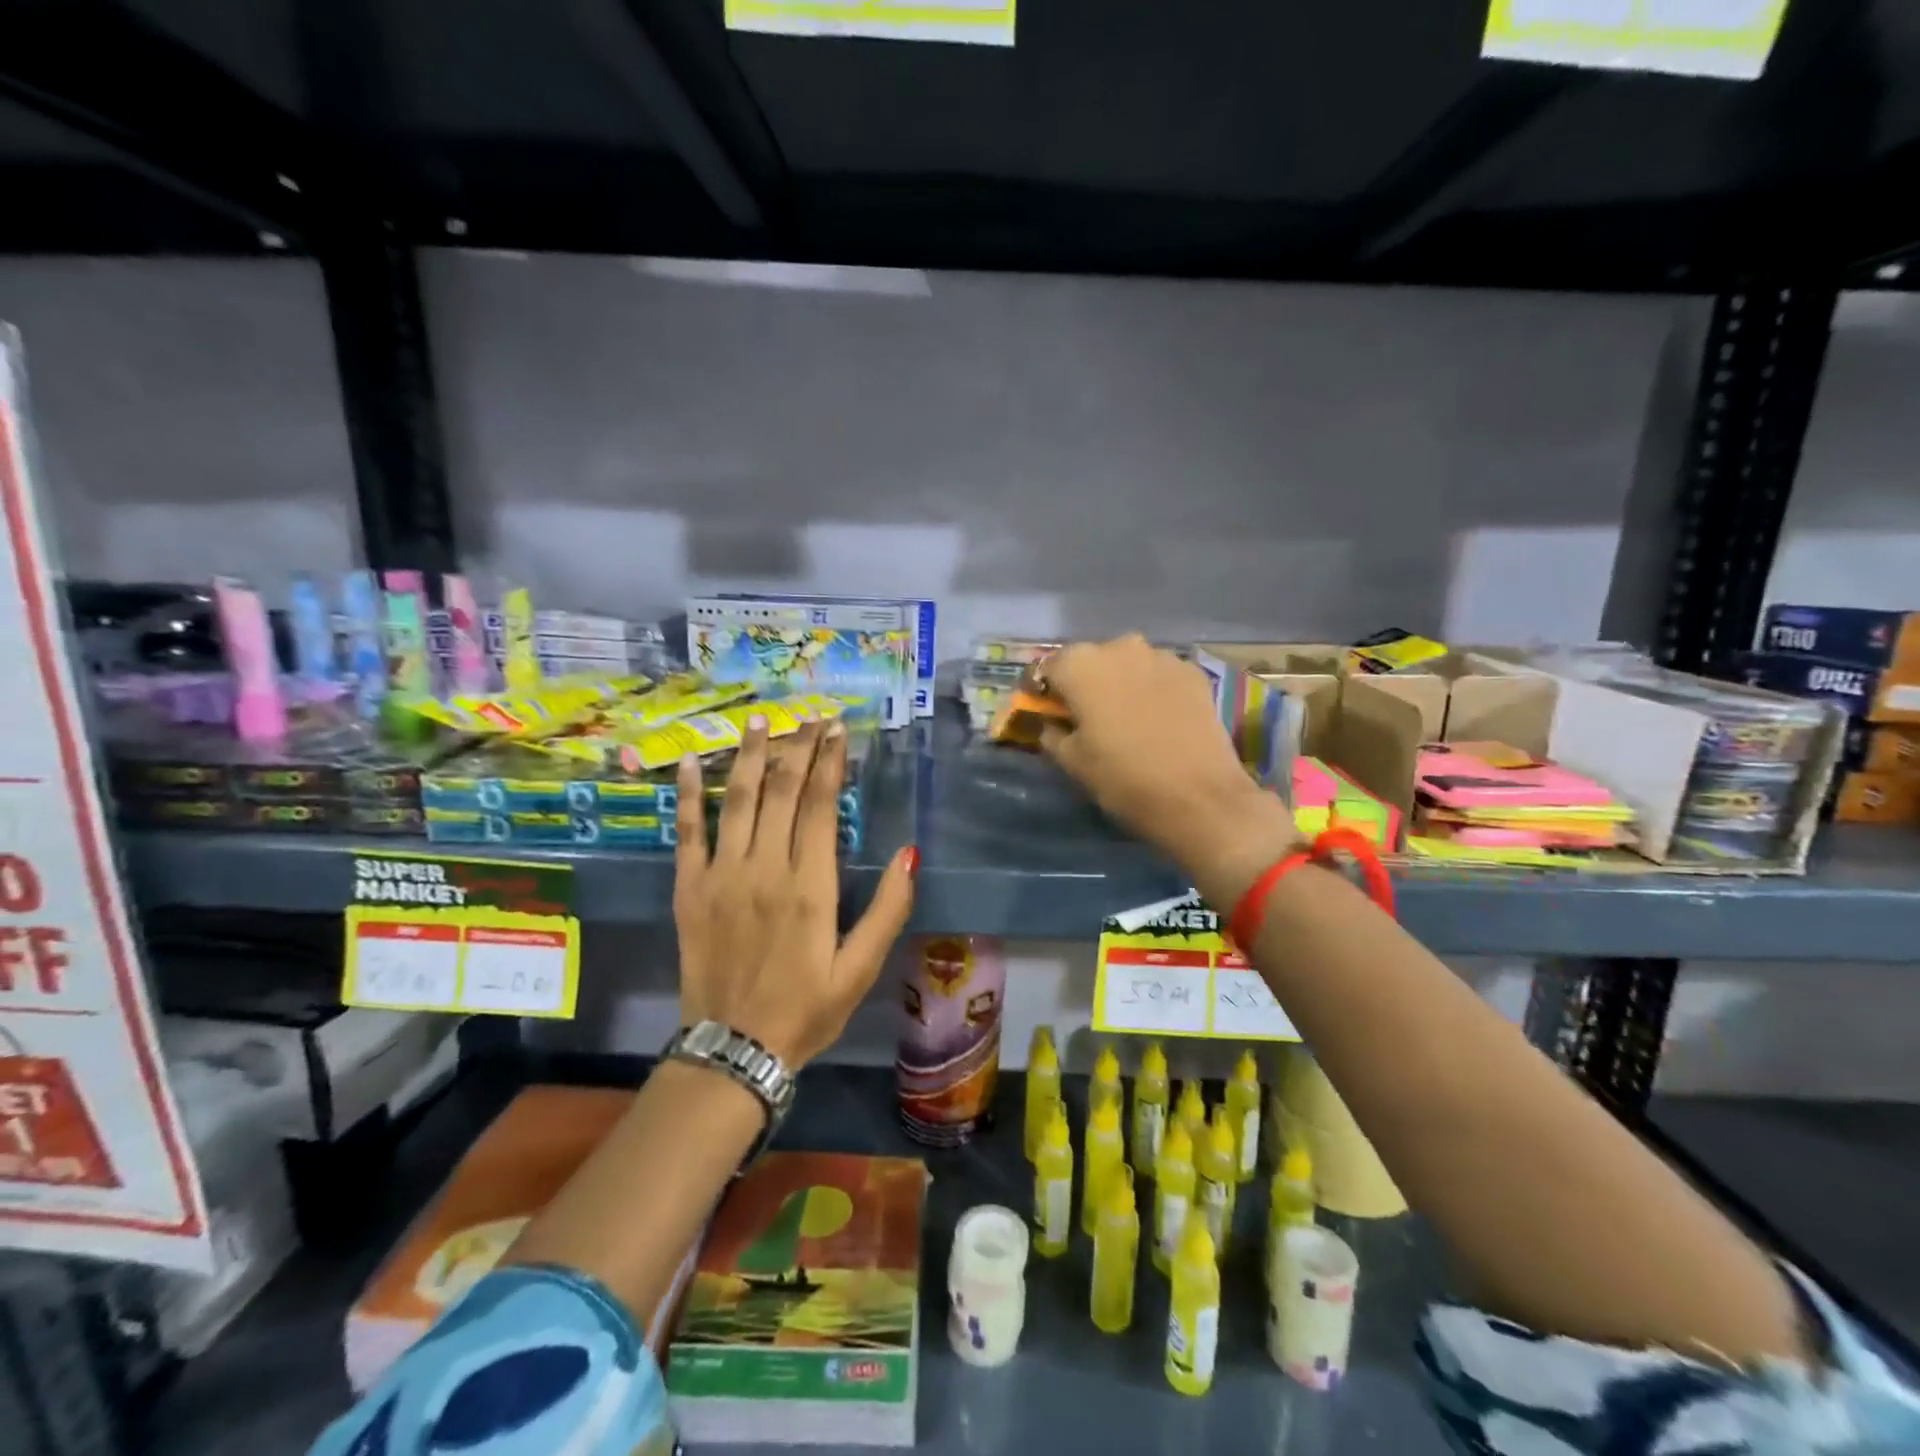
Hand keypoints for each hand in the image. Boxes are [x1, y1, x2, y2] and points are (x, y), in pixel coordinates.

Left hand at [674, 717, 915, 1068]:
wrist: (733, 1051)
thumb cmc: (806, 1010)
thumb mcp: (860, 969)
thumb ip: (888, 909)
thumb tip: (910, 852)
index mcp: (809, 887)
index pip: (819, 805)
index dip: (829, 762)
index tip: (837, 730)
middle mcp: (763, 869)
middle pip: (781, 791)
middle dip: (798, 747)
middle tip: (810, 715)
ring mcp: (721, 875)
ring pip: (738, 800)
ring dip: (751, 755)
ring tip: (762, 719)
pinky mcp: (690, 889)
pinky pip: (688, 831)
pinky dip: (690, 794)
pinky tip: (692, 760)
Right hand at [1039, 635, 1299, 899]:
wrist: (1201, 799)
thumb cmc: (1123, 779)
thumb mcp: (1072, 762)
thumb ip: (1051, 732)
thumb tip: (1051, 723)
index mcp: (1080, 665)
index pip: (1047, 668)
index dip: (1042, 691)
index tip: (1045, 712)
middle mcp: (1119, 647)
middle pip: (1089, 661)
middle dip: (1083, 684)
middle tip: (1085, 718)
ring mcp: (1161, 656)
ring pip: (1126, 665)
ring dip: (1119, 684)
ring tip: (1125, 719)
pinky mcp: (1193, 673)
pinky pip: (1158, 675)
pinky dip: (1151, 689)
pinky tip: (1157, 719)